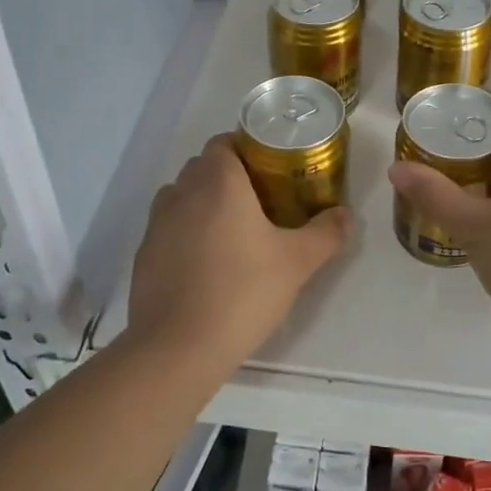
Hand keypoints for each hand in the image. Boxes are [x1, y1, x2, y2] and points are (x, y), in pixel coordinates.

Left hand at [127, 133, 352, 375]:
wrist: (177, 348)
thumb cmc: (242, 292)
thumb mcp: (297, 263)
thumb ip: (326, 233)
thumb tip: (346, 215)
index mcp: (218, 182)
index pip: (224, 141)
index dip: (246, 148)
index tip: (271, 168)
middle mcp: (182, 192)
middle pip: (203, 166)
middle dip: (229, 175)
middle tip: (261, 200)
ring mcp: (157, 224)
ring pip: (182, 195)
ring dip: (203, 202)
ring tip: (232, 231)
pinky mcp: (144, 254)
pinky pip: (168, 228)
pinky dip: (185, 233)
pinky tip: (206, 264)